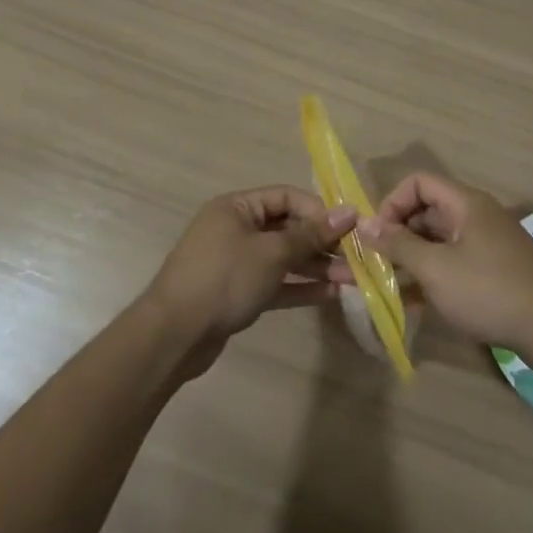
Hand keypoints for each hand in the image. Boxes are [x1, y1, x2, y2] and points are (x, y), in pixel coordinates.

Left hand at [144, 186, 355, 374]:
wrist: (174, 335)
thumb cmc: (224, 278)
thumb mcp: (272, 252)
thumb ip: (311, 234)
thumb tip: (348, 212)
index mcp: (237, 207)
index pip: (286, 197)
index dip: (319, 210)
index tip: (350, 227)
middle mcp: (235, 229)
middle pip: (287, 228)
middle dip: (322, 242)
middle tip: (357, 256)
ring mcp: (235, 263)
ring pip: (283, 258)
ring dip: (316, 267)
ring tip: (353, 279)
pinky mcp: (237, 293)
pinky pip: (275, 283)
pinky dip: (299, 286)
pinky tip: (330, 294)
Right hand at [346, 174, 532, 356]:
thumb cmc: (490, 290)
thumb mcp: (436, 269)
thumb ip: (398, 245)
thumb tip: (363, 223)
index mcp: (465, 204)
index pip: (419, 182)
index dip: (392, 203)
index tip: (377, 236)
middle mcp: (477, 216)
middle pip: (428, 211)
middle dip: (398, 234)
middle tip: (375, 264)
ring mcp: (488, 244)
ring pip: (440, 241)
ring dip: (413, 259)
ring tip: (387, 286)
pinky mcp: (496, 271)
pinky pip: (455, 262)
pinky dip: (433, 275)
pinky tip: (414, 303)